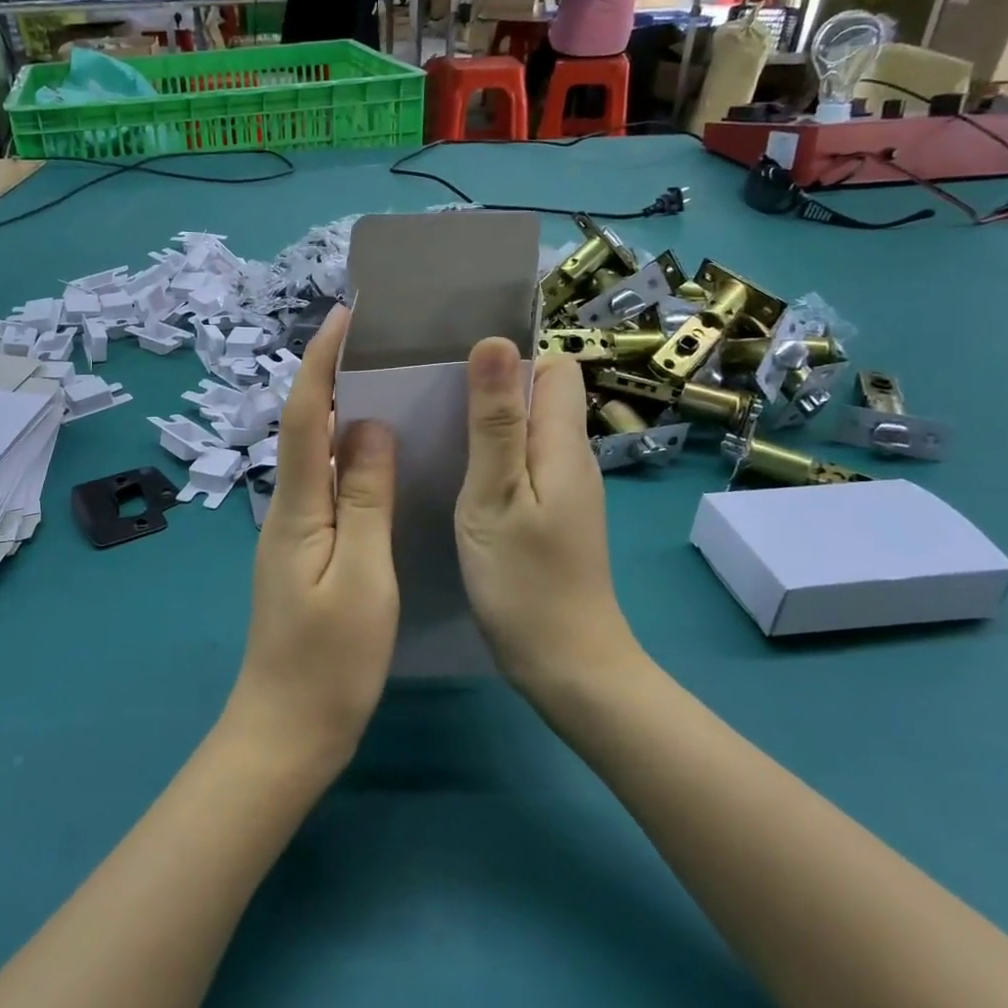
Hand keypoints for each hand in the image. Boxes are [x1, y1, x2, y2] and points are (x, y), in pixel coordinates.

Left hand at [226, 307, 397, 774]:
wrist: (286, 731)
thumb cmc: (330, 662)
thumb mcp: (362, 577)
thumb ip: (366, 499)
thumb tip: (370, 426)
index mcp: (298, 507)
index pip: (307, 416)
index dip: (321, 362)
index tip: (345, 316)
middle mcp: (287, 508)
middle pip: (306, 428)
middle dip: (330, 375)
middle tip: (374, 340)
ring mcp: (292, 532)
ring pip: (315, 456)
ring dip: (340, 412)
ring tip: (383, 382)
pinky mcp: (304, 553)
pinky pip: (326, 487)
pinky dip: (348, 456)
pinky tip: (378, 458)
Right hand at [455, 339, 637, 693]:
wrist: (566, 665)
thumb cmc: (524, 581)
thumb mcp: (495, 496)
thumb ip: (494, 422)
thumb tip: (495, 342)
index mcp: (563, 444)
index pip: (555, 368)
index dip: (512, 361)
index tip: (458, 373)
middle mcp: (572, 458)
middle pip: (540, 398)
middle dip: (492, 390)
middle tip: (434, 403)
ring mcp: (566, 491)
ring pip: (528, 434)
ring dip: (488, 427)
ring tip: (436, 434)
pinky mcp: (553, 517)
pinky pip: (524, 467)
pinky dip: (493, 462)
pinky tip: (458, 479)